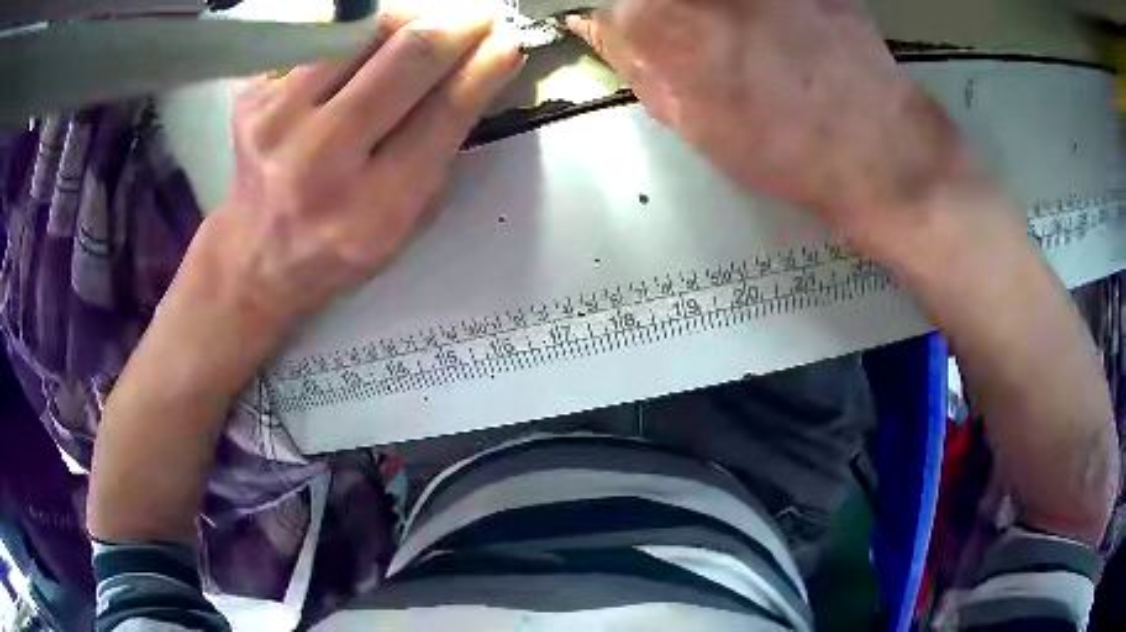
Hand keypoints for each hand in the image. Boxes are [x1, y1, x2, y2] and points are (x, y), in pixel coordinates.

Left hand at [203, 6, 522, 335]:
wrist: (256, 256)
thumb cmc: (337, 244)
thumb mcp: (404, 222)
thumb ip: (442, 149)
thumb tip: (479, 66)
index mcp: (372, 209)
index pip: (445, 110)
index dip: (485, 65)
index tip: (509, 40)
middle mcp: (319, 160)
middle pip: (407, 55)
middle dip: (458, 26)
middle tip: (481, 18)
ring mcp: (277, 120)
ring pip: (364, 30)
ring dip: (409, 17)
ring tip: (428, 23)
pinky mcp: (253, 94)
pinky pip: (323, 36)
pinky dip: (359, 30)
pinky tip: (371, 44)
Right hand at [568, 0, 988, 255]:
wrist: (879, 148)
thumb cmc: (781, 149)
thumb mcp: (689, 119)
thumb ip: (632, 60)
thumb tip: (589, 23)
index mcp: (664, 20)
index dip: (624, 15)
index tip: (640, 32)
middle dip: (664, 12)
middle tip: (698, 43)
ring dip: (714, 14)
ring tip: (745, 44)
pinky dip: (757, 9)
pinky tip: (774, 28)